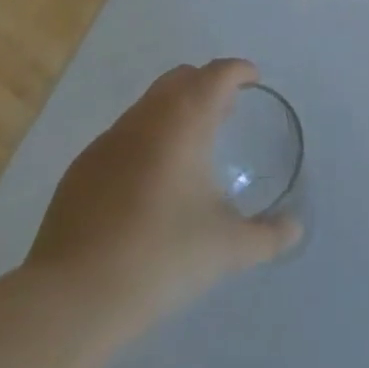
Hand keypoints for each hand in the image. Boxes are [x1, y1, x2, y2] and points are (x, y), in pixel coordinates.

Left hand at [25, 58, 301, 334]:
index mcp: (184, 120)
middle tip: (226, 112)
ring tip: (191, 148)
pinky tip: (149, 184)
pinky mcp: (82, 168)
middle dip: (206, 85)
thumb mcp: (227, 249)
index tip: (253, 80)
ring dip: (174, 112)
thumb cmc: (161, 256)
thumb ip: (267, 236)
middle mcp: (146, 117)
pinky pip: (123, 137)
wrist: (74, 296)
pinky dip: (145, 141)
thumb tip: (294, 229)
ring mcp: (108, 140)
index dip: (239, 71)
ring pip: (149, 105)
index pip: (217, 73)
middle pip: (180, 78)